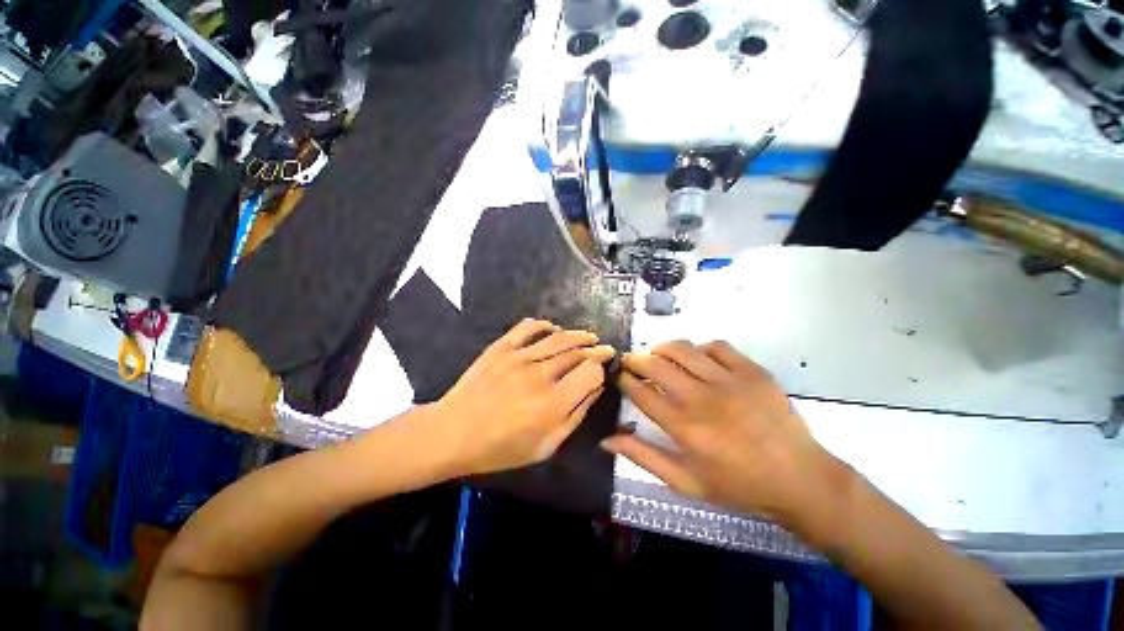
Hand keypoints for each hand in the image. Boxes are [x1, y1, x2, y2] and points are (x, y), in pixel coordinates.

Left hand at [436, 319, 614, 475]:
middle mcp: (540, 375)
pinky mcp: (501, 347)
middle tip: (604, 349)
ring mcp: (519, 356)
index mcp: (553, 403)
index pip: (590, 372)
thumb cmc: (500, 448)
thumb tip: (595, 388)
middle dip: (596, 350)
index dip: (601, 369)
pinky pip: (528, 327)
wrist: (453, 433)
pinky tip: (553, 328)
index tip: (603, 369)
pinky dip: (545, 325)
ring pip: (559, 338)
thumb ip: (575, 416)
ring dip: (578, 335)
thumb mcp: (545, 446)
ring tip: (589, 336)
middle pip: (578, 353)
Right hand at [603, 341, 836, 521]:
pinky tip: (697, 358)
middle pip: (656, 365)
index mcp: (684, 427)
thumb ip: (643, 457)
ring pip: (683, 349)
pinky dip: (700, 348)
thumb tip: (606, 439)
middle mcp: (702, 399)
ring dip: (663, 348)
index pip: (641, 392)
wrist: (799, 479)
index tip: (621, 376)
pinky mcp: (752, 372)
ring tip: (658, 354)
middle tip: (632, 361)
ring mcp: (729, 381)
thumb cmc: (738, 485)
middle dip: (636, 359)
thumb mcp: (685, 481)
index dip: (625, 380)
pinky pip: (717, 346)